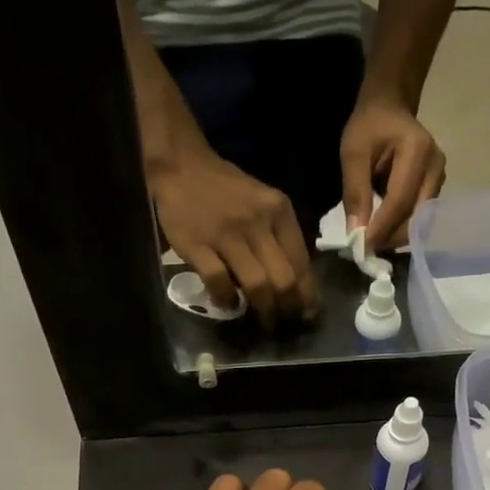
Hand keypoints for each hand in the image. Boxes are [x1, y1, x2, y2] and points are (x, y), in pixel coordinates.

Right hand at [151, 150, 317, 328]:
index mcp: (279, 212)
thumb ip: (279, 237)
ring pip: (257, 284)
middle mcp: (258, 222)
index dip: (307, 295)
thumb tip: (294, 283)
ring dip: (263, 311)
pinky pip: (219, 282)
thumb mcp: (264, 203)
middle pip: (284, 279)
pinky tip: (228, 304)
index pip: (302, 263)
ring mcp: (227, 234)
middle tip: (284, 323)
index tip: (306, 313)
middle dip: (288, 309)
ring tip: (263, 323)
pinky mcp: (198, 245)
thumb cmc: (226, 190)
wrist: (182, 166)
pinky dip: (226, 299)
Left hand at [340, 93, 446, 253]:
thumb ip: (355, 191)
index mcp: (418, 150)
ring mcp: (439, 178)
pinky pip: (420, 218)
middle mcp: (436, 166)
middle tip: (364, 250)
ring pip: (420, 222)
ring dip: (395, 236)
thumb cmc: (369, 126)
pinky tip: (382, 231)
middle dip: (390, 237)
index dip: (381, 228)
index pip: (401, 200)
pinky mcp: (435, 188)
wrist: (390, 108)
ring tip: (371, 241)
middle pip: (416, 216)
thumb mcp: (353, 152)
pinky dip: (400, 229)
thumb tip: (355, 233)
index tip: (361, 248)